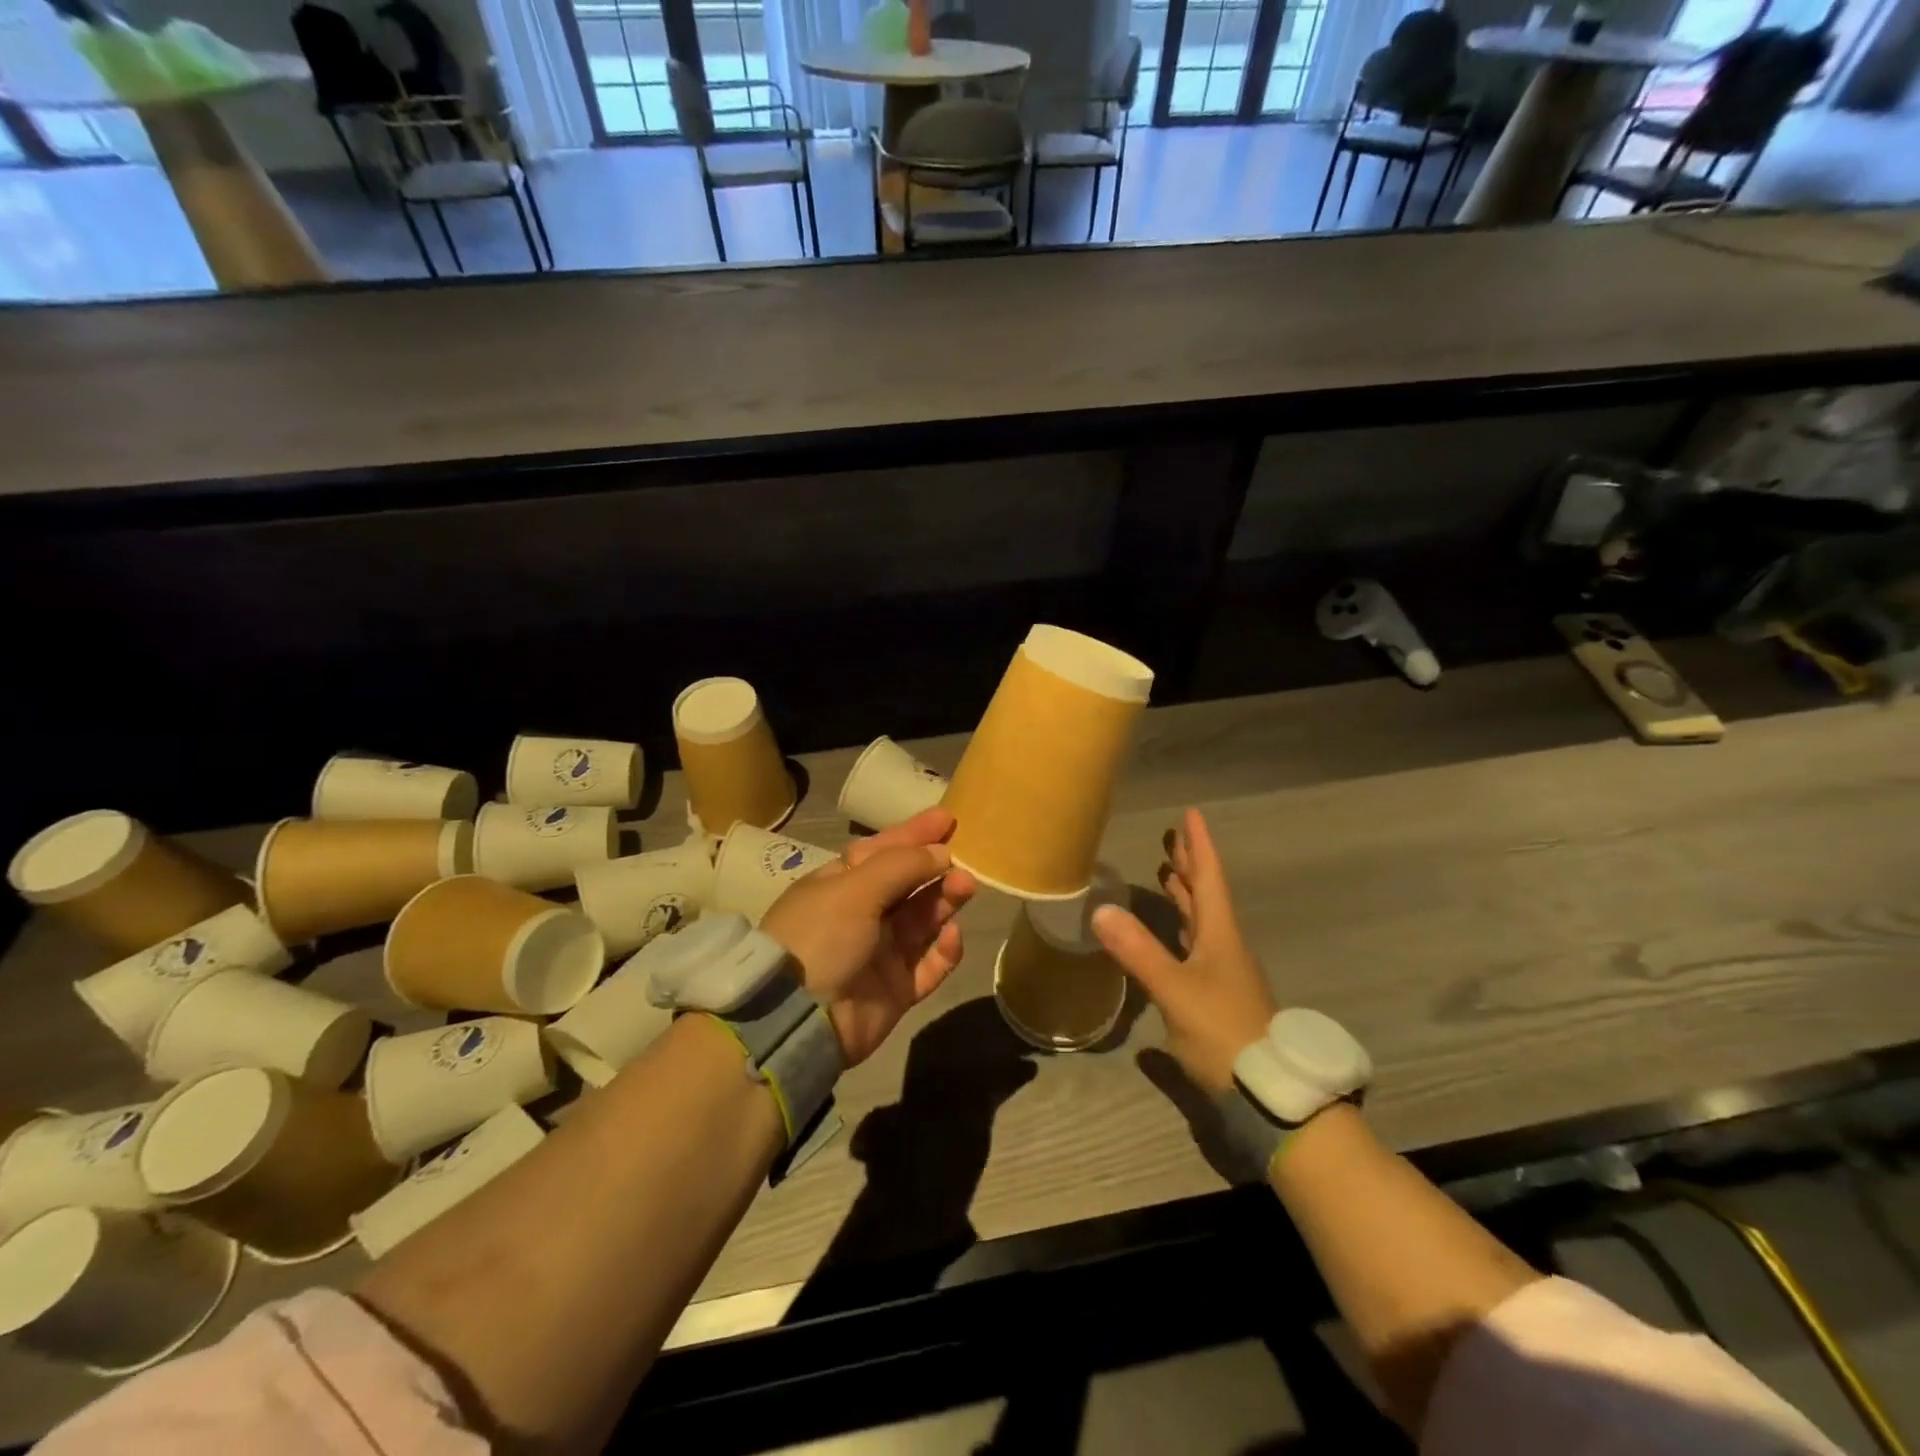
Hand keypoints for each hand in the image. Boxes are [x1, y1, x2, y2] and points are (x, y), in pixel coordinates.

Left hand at [759, 808, 978, 1064]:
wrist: (798, 1019)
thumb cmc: (821, 936)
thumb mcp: (854, 888)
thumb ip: (902, 866)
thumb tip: (942, 852)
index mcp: (839, 884)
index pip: (882, 850)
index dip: (914, 834)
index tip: (948, 819)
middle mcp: (860, 914)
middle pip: (908, 884)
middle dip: (936, 868)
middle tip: (967, 858)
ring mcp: (879, 953)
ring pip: (922, 920)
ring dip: (945, 902)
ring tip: (966, 887)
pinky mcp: (896, 989)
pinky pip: (929, 965)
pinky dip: (944, 950)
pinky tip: (952, 935)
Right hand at [1092, 808, 1275, 1094]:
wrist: (1269, 1093)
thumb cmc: (1224, 1033)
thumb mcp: (1176, 990)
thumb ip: (1139, 951)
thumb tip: (1100, 909)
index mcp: (1221, 935)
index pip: (1209, 879)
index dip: (1199, 846)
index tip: (1191, 815)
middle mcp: (1225, 946)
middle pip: (1206, 894)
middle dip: (1188, 864)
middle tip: (1170, 837)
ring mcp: (1223, 972)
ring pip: (1202, 919)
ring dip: (1185, 893)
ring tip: (1166, 872)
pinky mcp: (1217, 995)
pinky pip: (1196, 944)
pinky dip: (1181, 926)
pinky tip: (1170, 933)